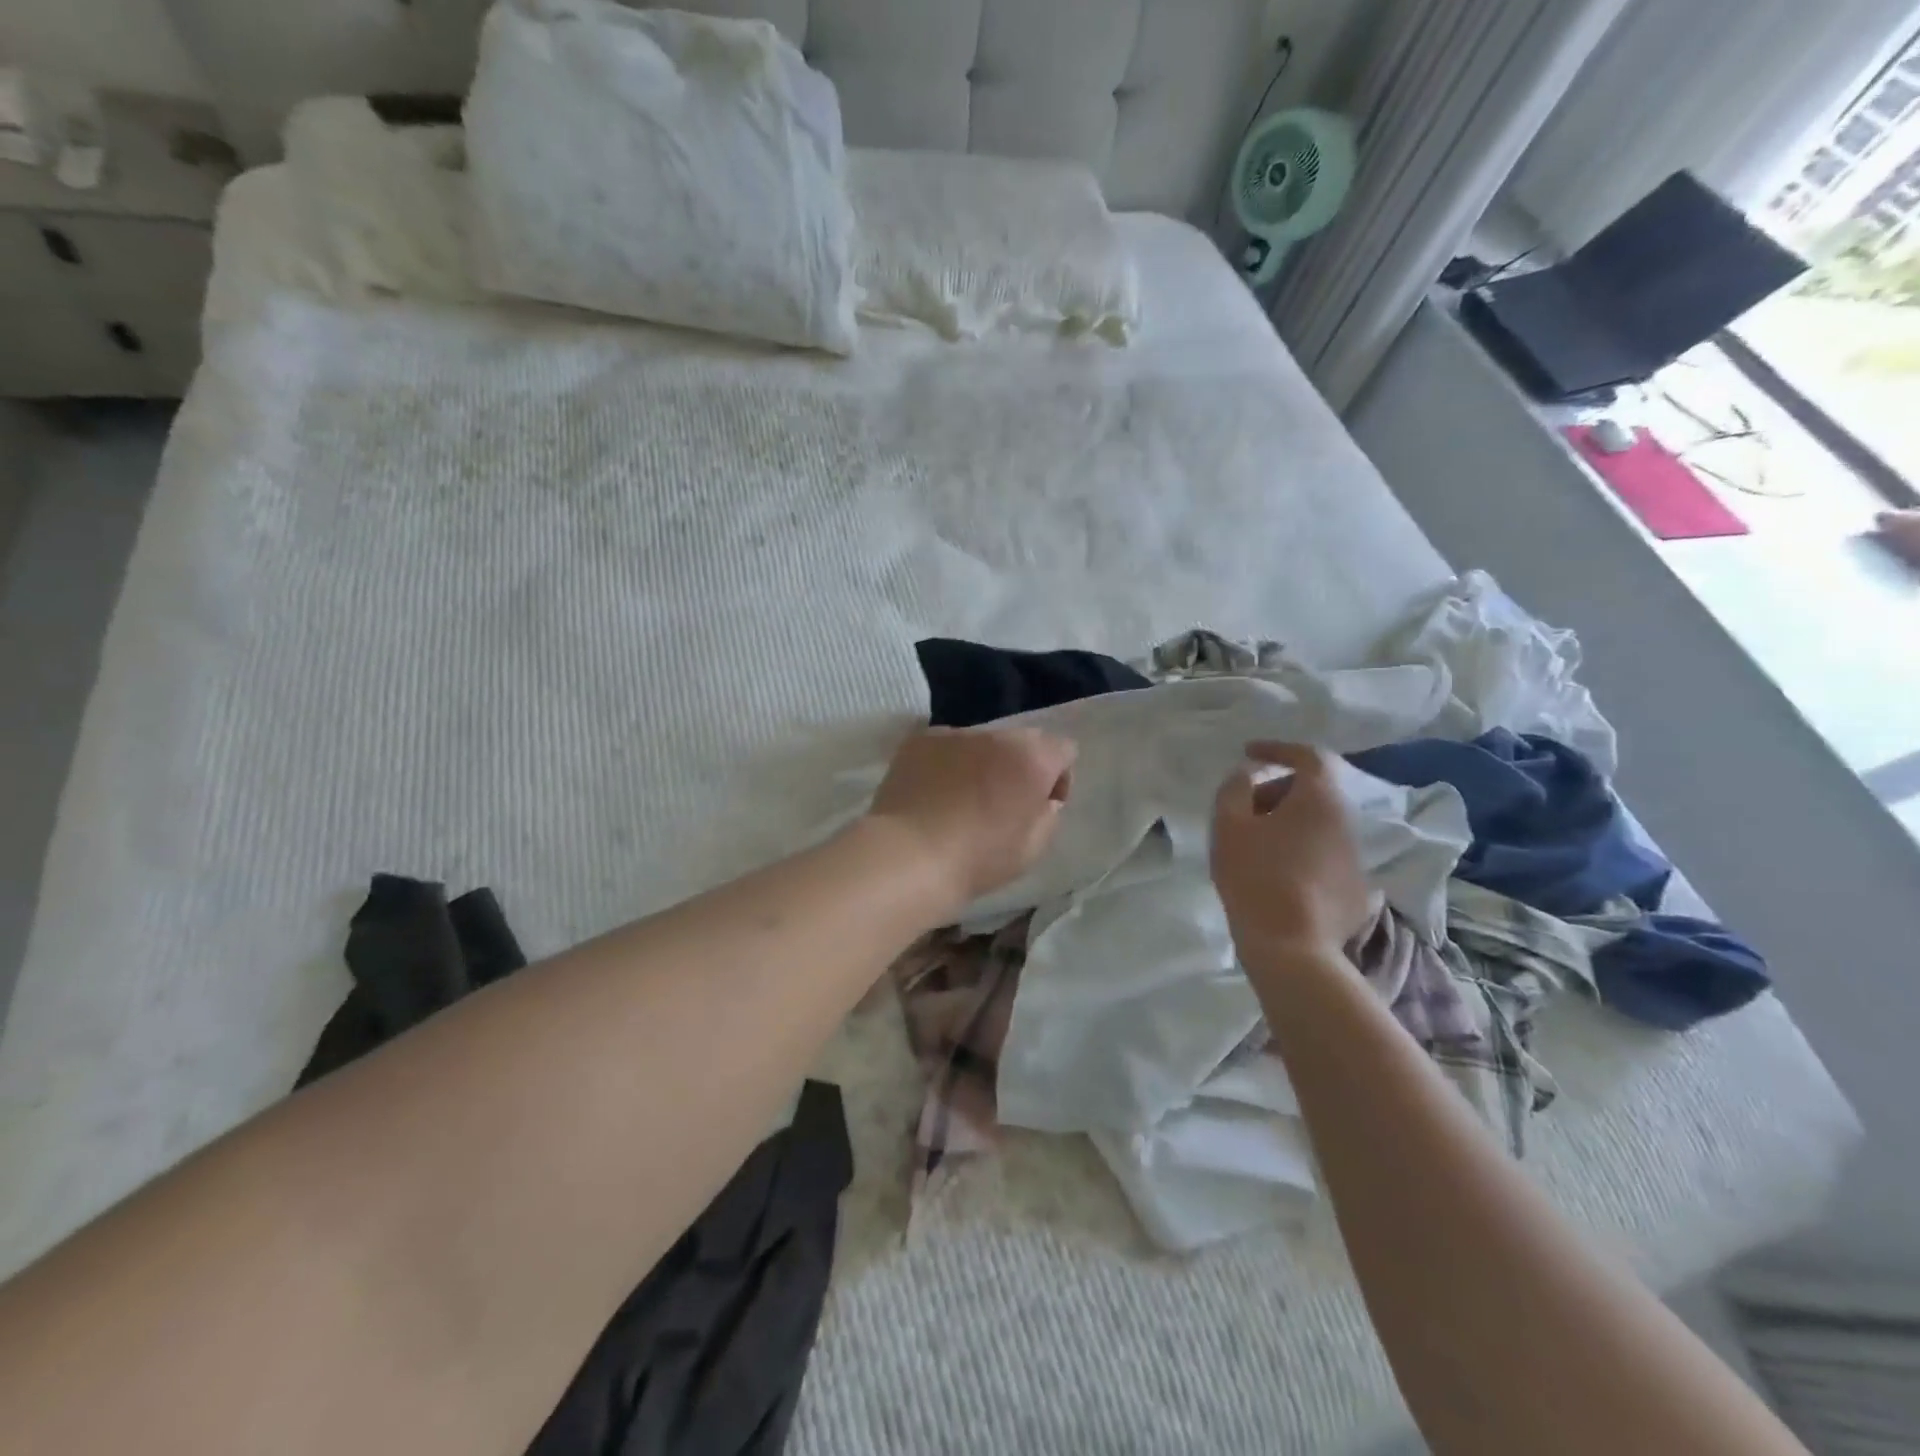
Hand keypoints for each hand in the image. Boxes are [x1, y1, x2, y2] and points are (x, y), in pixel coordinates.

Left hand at [864, 725, 1076, 911]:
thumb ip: (1048, 814)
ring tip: (961, 798)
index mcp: (1032, 758)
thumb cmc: (978, 859)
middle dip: (1018, 765)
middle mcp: (996, 735)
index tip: (1040, 805)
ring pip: (980, 742)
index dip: (1057, 778)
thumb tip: (1041, 799)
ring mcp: (954, 734)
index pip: (1063, 749)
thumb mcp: (1033, 848)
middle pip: (1021, 741)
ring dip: (981, 763)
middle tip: (1001, 802)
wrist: (908, 857)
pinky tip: (932, 793)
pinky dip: (945, 763)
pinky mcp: (919, 741)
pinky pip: (944, 747)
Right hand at [1211, 741, 1369, 968]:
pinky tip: (1277, 876)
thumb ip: (1234, 787)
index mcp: (1319, 798)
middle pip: (1313, 791)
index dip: (1277, 749)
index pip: (1308, 755)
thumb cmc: (1255, 876)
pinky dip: (1301, 852)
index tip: (1249, 754)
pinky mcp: (1356, 889)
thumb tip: (1249, 773)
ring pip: (1320, 825)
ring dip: (1289, 823)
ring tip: (1256, 845)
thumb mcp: (1228, 825)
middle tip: (1244, 810)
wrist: (1292, 946)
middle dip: (1277, 791)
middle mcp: (1346, 821)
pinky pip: (1325, 855)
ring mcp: (1356, 857)